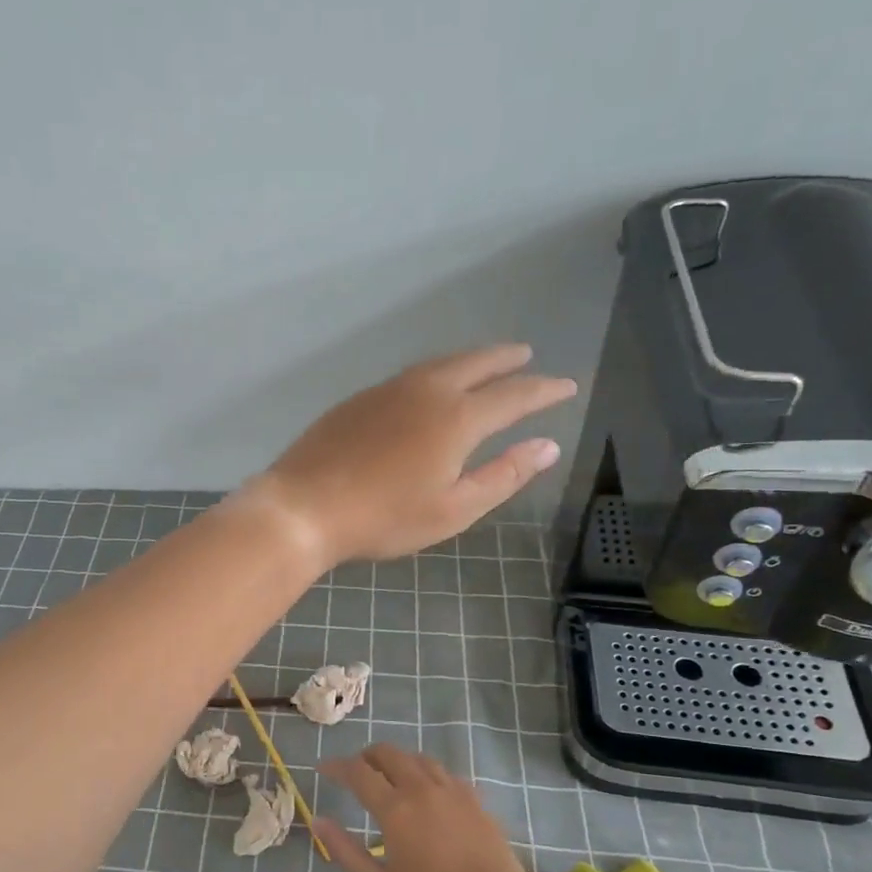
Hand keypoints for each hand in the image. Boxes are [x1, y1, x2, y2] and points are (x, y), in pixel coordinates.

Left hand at [248, 344, 576, 564]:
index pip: (514, 395)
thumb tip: (547, 446)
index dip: (544, 390)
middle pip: (476, 363)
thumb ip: (503, 475)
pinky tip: (431, 387)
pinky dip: (435, 372)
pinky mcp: (359, 398)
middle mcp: (426, 391)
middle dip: (506, 359)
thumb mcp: (453, 509)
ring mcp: (387, 390)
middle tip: (527, 354)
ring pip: (440, 364)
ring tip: (485, 364)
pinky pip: (410, 375)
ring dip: (470, 360)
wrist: (304, 506)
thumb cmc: (384, 517)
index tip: (566, 385)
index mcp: (457, 418)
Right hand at [314, 745, 535, 871]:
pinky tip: (425, 792)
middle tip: (355, 772)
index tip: (322, 769)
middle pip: (388, 753)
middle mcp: (422, 788)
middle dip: (366, 757)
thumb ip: (344, 850)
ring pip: (418, 758)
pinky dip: (425, 773)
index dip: (336, 766)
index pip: (357, 772)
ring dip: (397, 761)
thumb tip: (317, 820)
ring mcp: (452, 790)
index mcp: (395, 808)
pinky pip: (443, 772)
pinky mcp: (474, 799)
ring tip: (389, 778)